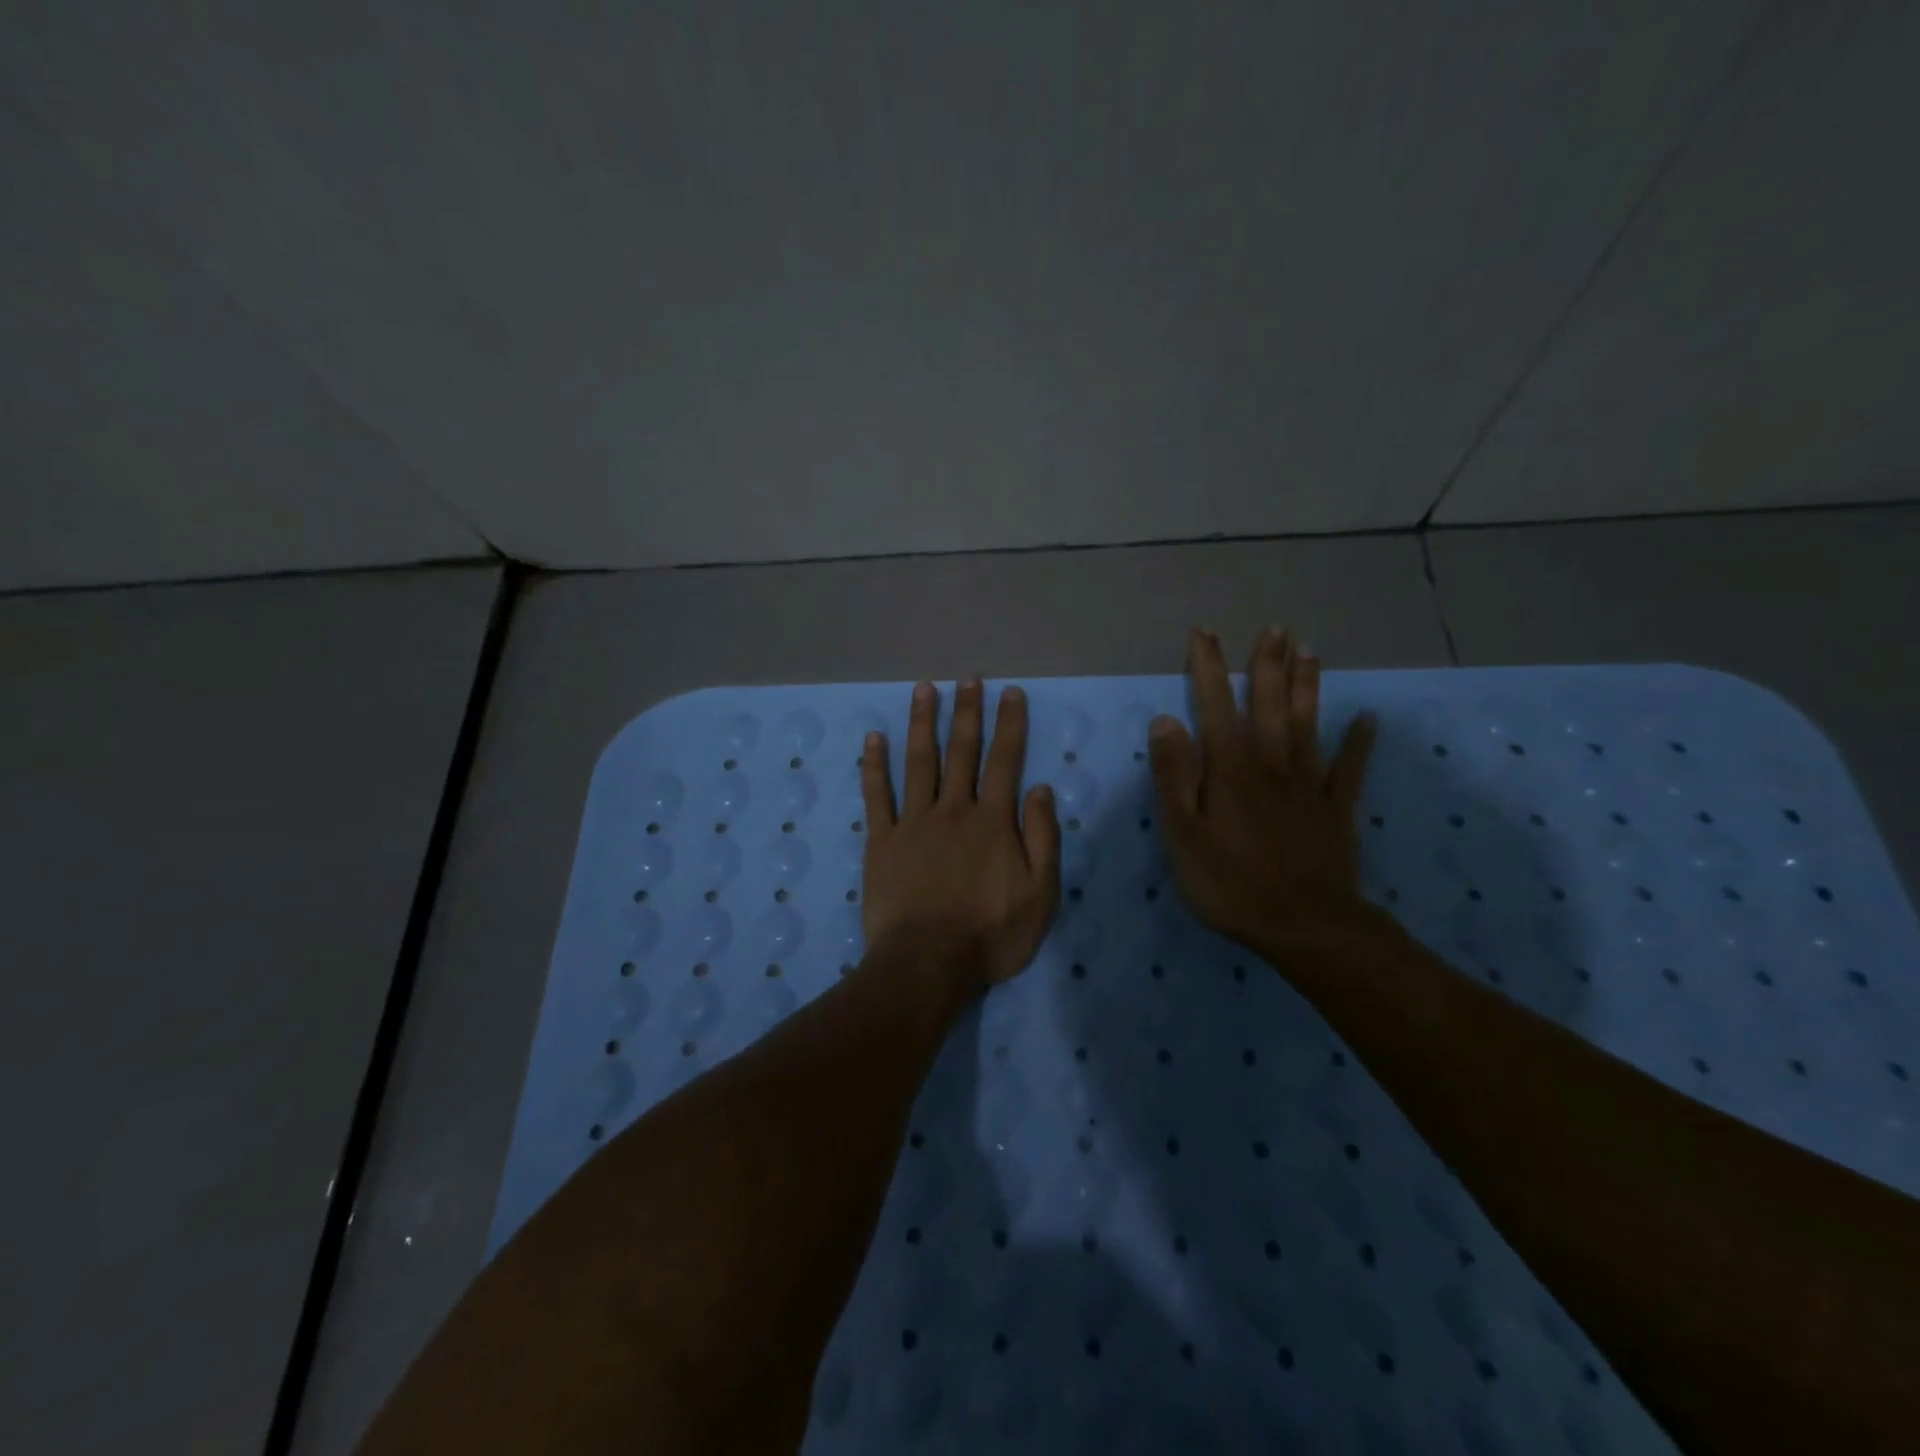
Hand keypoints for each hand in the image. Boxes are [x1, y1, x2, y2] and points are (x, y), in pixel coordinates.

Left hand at [861, 678, 1061, 991]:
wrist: (927, 964)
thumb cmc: (990, 935)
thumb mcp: (1041, 895)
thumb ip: (1043, 838)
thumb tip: (1042, 789)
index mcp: (993, 821)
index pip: (1005, 761)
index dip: (1010, 724)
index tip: (1011, 693)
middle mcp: (953, 809)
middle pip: (962, 751)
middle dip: (968, 711)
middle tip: (968, 678)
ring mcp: (913, 822)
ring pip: (920, 761)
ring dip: (923, 723)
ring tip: (924, 688)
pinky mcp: (882, 841)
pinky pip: (877, 795)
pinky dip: (874, 765)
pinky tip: (874, 738)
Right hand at [1148, 628, 1378, 954]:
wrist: (1304, 926)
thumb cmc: (1230, 883)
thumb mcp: (1183, 835)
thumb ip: (1173, 776)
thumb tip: (1166, 720)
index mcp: (1230, 769)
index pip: (1216, 706)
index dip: (1209, 668)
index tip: (1204, 634)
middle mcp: (1271, 764)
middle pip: (1270, 705)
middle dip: (1268, 665)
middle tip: (1274, 628)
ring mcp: (1308, 785)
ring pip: (1308, 724)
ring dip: (1308, 686)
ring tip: (1310, 651)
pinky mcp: (1336, 809)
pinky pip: (1350, 768)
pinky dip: (1359, 742)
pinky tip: (1367, 718)